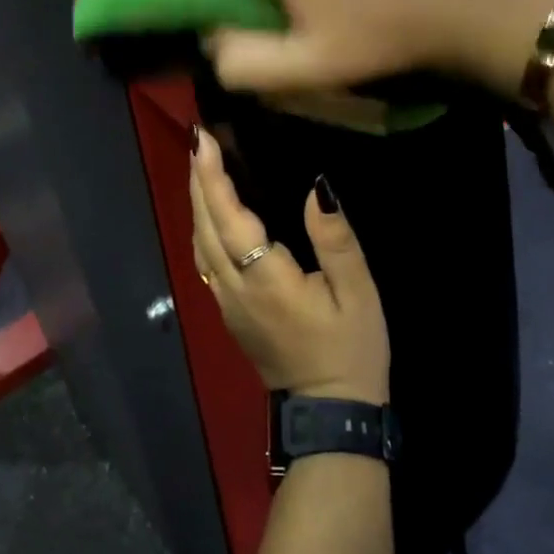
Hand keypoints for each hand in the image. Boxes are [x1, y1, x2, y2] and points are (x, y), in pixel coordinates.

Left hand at [189, 127, 388, 403]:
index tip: (203, 139)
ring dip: (196, 201)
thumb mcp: (357, 294)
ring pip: (199, 243)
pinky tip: (210, 213)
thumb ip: (334, 240)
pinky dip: (202, 226)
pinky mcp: (228, 313)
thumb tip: (317, 187)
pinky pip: (204, 260)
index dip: (213, 177)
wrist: (329, 414)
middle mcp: (234, 288)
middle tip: (198, 139)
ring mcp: (226, 303)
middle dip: (198, 179)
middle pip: (205, 226)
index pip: (229, 218)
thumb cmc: (350, 350)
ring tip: (201, 165)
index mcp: (264, 279)